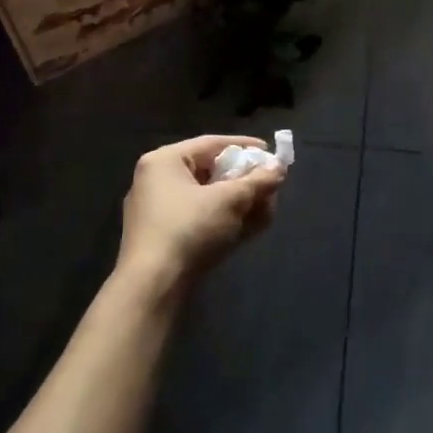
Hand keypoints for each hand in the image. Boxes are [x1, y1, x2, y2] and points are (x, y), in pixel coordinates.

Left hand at [116, 135, 285, 296]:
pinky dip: (224, 219)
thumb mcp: (229, 201)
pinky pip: (199, 218)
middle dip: (245, 181)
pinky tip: (250, 227)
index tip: (271, 153)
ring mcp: (157, 212)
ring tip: (267, 208)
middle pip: (210, 171)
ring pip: (206, 198)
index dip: (245, 147)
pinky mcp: (162, 238)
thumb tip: (280, 168)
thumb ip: (257, 182)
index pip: (211, 144)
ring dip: (239, 202)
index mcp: (164, 161)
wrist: (152, 288)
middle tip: (271, 185)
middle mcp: (156, 181)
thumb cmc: (189, 230)